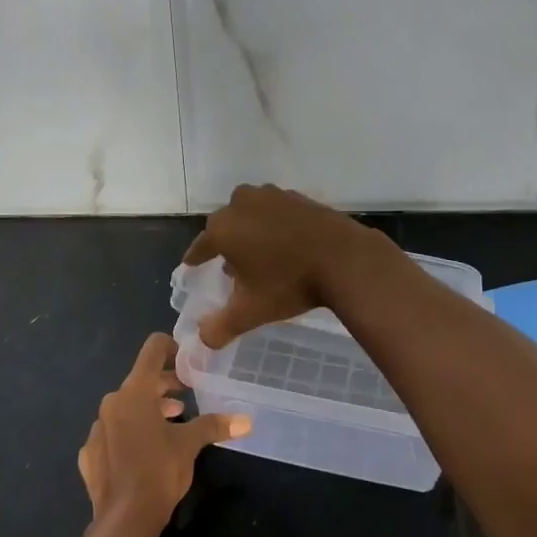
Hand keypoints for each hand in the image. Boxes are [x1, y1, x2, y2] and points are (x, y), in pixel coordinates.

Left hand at [78, 334, 249, 527]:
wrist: (124, 522)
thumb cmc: (159, 471)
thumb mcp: (190, 444)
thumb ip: (215, 426)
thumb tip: (247, 421)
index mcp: (135, 391)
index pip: (152, 349)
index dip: (171, 347)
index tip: (187, 361)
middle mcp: (111, 403)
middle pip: (140, 380)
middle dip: (164, 386)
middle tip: (187, 396)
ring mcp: (96, 429)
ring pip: (125, 408)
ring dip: (148, 411)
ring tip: (171, 424)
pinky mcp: (89, 455)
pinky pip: (111, 435)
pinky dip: (127, 436)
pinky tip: (142, 453)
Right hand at [182, 183, 397, 348]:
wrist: (343, 258)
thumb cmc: (289, 283)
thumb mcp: (250, 312)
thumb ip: (219, 328)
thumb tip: (201, 340)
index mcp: (223, 229)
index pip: (200, 245)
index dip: (196, 258)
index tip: (192, 265)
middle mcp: (241, 204)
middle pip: (225, 226)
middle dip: (226, 245)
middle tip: (232, 268)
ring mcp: (272, 196)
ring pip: (250, 213)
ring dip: (250, 231)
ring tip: (260, 255)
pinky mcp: (297, 196)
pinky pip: (275, 211)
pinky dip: (274, 224)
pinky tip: (286, 243)